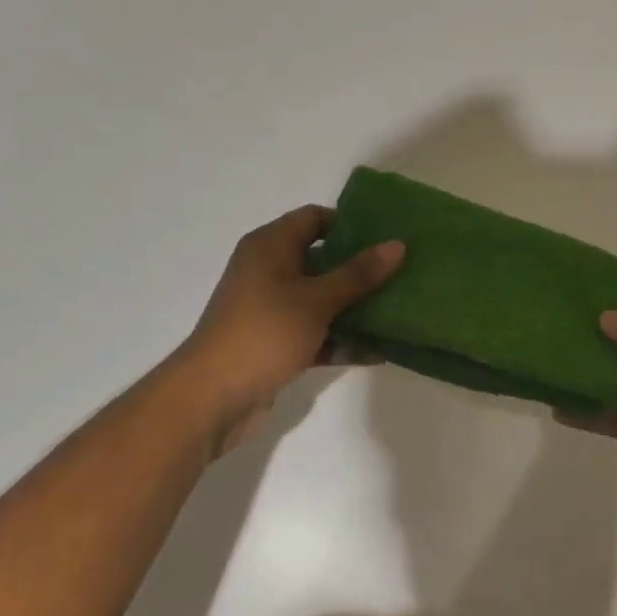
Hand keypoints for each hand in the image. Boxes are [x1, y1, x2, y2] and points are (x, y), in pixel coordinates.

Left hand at [178, 205, 402, 454]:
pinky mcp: (276, 343)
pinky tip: (379, 352)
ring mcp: (272, 310)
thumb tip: (398, 244)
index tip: (388, 237)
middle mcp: (268, 271)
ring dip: (356, 308)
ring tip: (399, 311)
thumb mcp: (317, 300)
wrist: (213, 396)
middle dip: (361, 269)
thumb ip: (359, 274)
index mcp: (270, 247)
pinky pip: (316, 333)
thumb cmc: (265, 333)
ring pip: (322, 300)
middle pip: (322, 260)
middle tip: (403, 273)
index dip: (351, 224)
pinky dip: (341, 340)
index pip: (314, 219)